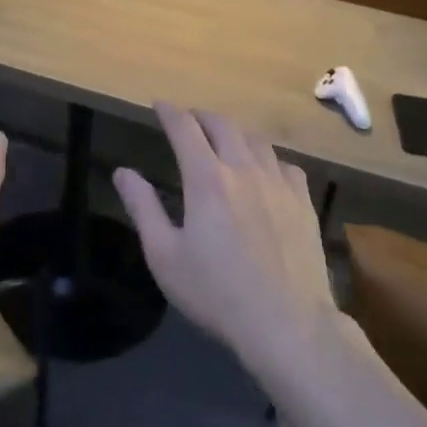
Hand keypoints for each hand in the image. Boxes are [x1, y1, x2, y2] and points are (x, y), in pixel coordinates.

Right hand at [114, 104, 336, 374]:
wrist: (287, 321)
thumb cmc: (216, 292)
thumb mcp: (164, 255)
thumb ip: (143, 208)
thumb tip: (123, 172)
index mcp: (206, 179)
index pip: (185, 129)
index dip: (169, 112)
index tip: (159, 105)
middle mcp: (244, 169)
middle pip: (223, 125)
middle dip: (201, 116)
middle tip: (188, 120)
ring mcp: (280, 184)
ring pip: (256, 140)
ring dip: (234, 132)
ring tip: (223, 140)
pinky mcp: (304, 202)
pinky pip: (285, 164)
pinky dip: (266, 157)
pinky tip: (264, 171)